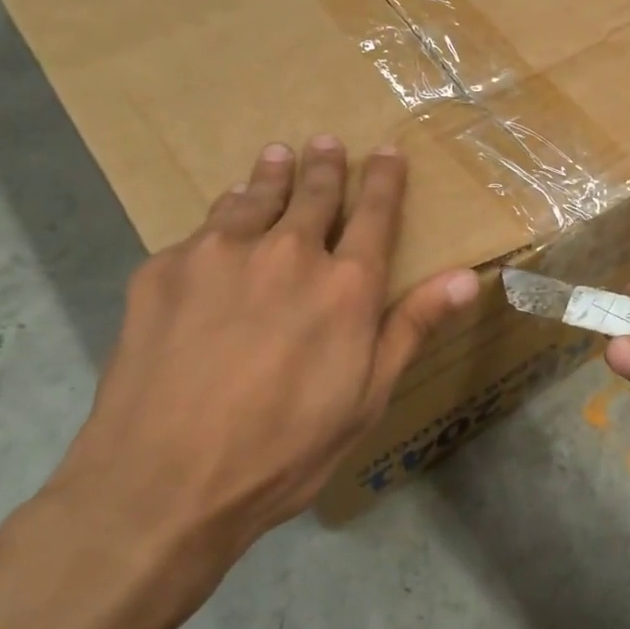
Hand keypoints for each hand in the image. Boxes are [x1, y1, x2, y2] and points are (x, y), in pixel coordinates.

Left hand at [41, 136, 477, 606]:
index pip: (374, 213)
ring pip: (255, 198)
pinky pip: (204, 228)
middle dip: (326, 165)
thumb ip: (414, 327)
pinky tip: (222, 215)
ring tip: (277, 154)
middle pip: (314, 194)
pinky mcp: (163, 269)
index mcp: (346, 286)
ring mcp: (219, 255)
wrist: (160, 486)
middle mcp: (287, 253)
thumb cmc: (283, 451)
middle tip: (326, 142)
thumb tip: (469, 276)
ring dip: (272, 174)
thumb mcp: (367, 398)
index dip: (385, 179)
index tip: (388, 153)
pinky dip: (223, 214)